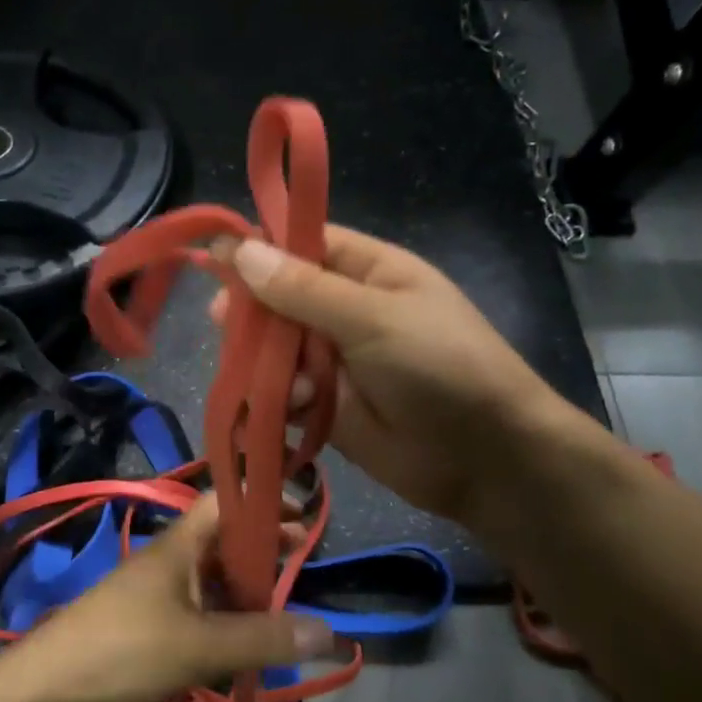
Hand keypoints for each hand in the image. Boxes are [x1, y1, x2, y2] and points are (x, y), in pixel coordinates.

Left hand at [2, 496, 335, 701]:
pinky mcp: (147, 628)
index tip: (301, 514)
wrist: (48, 691)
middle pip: (223, 542)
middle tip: (302, 564)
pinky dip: (223, 623)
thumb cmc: (125, 649)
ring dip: (245, 591)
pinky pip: (197, 614)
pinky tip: (243, 648)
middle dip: (262, 550)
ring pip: (211, 582)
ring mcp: (156, 595)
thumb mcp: (201, 644)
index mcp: (180, 545)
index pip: (224, 501)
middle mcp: (169, 561)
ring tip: (283, 611)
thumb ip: (263, 638)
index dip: (261, 501)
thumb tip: (330, 632)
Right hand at [211, 226, 552, 526]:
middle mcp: (346, 310)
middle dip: (253, 312)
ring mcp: (334, 361)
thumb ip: (303, 290)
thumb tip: (239, 251)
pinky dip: (274, 399)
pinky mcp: (324, 407)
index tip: (216, 259)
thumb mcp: (373, 317)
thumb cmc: (440, 366)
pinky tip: (285, 407)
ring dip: (262, 360)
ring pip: (275, 348)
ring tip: (262, 376)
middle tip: (223, 324)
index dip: (261, 248)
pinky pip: (282, 393)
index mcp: (368, 271)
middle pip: (280, 298)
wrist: (485, 458)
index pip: (304, 243)